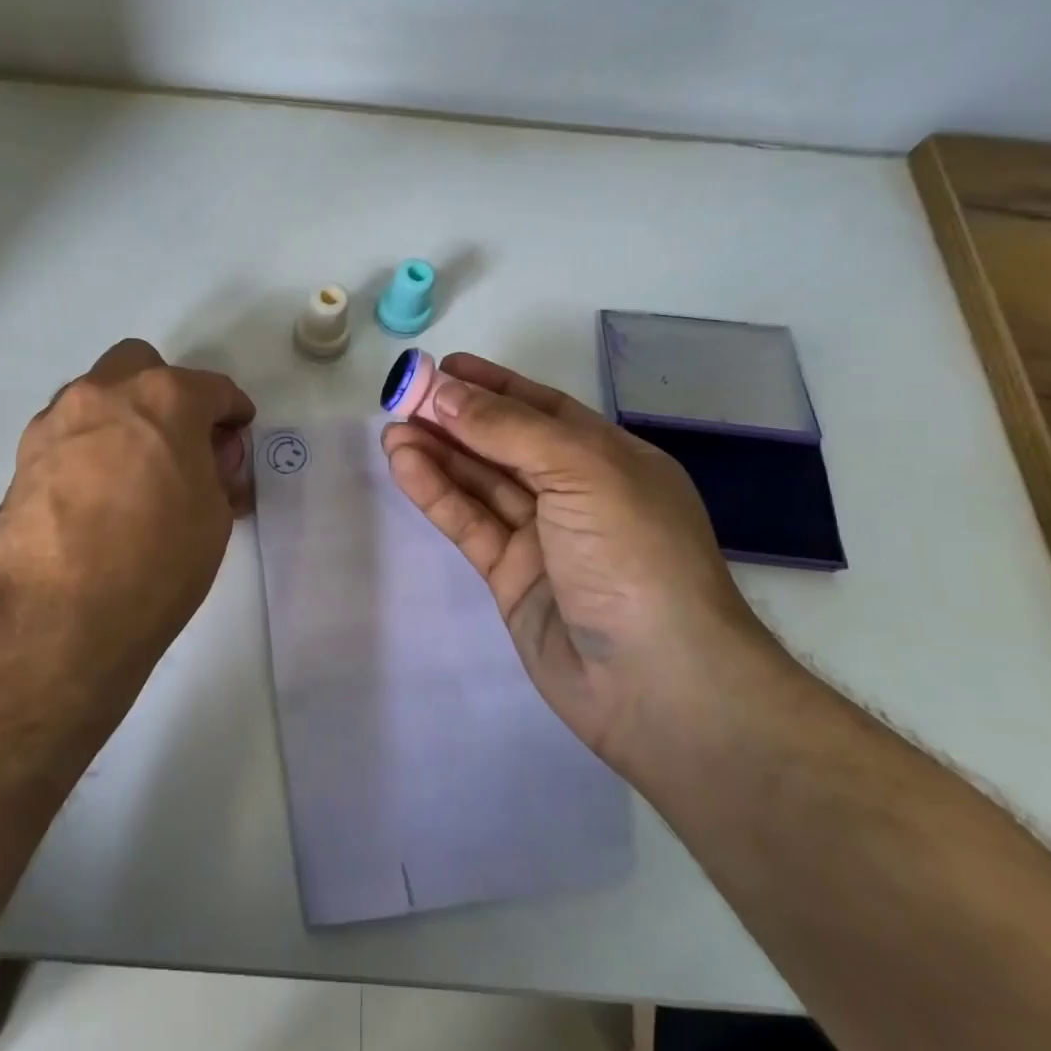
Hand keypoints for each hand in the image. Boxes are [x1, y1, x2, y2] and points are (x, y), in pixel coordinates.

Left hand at [0, 340, 254, 694]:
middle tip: (179, 441)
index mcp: (165, 400)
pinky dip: (89, 446)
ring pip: (97, 394)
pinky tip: (95, 491)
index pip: (212, 389)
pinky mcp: (23, 456)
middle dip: (168, 393)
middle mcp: (105, 394)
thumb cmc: (155, 565)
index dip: (232, 410)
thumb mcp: (213, 519)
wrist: (56, 619)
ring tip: (134, 470)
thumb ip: (215, 474)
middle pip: (142, 366)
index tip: (237, 430)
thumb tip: (204, 464)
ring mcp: (57, 422)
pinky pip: (67, 432)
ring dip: (123, 416)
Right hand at [381, 352, 779, 766]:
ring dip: (438, 453)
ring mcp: (543, 538)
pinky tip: (405, 465)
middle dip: (456, 419)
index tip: (445, 367)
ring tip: (393, 429)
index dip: (494, 386)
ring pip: (481, 483)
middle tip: (403, 398)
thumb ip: (509, 429)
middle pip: (505, 444)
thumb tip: (447, 392)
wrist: (657, 683)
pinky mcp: (512, 577)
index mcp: (610, 459)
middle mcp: (576, 493)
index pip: (543, 410)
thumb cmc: (634, 555)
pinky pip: (469, 523)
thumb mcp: (581, 471)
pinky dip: (437, 493)